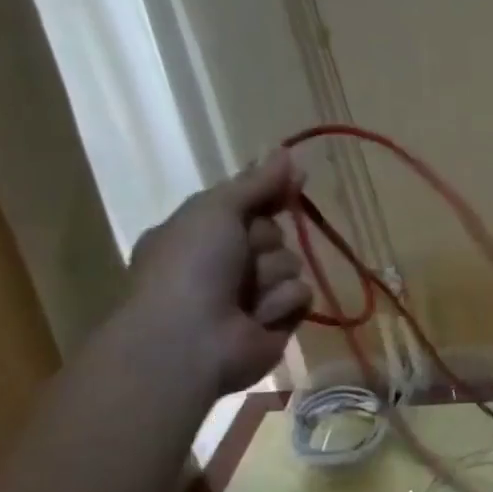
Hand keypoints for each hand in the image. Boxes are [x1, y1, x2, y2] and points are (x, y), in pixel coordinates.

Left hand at [126, 153, 313, 395]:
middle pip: (276, 234)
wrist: (190, 340)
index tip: (294, 182)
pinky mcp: (279, 321)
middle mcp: (227, 262)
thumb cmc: (191, 267)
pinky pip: (301, 297)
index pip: (251, 204)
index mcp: (202, 233)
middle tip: (241, 257)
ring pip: (292, 265)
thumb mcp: (216, 210)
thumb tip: (288, 151)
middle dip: (264, 243)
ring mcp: (253, 294)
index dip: (270, 195)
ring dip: (271, 277)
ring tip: (244, 297)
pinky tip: (258, 318)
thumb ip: (256, 184)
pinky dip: (282, 304)